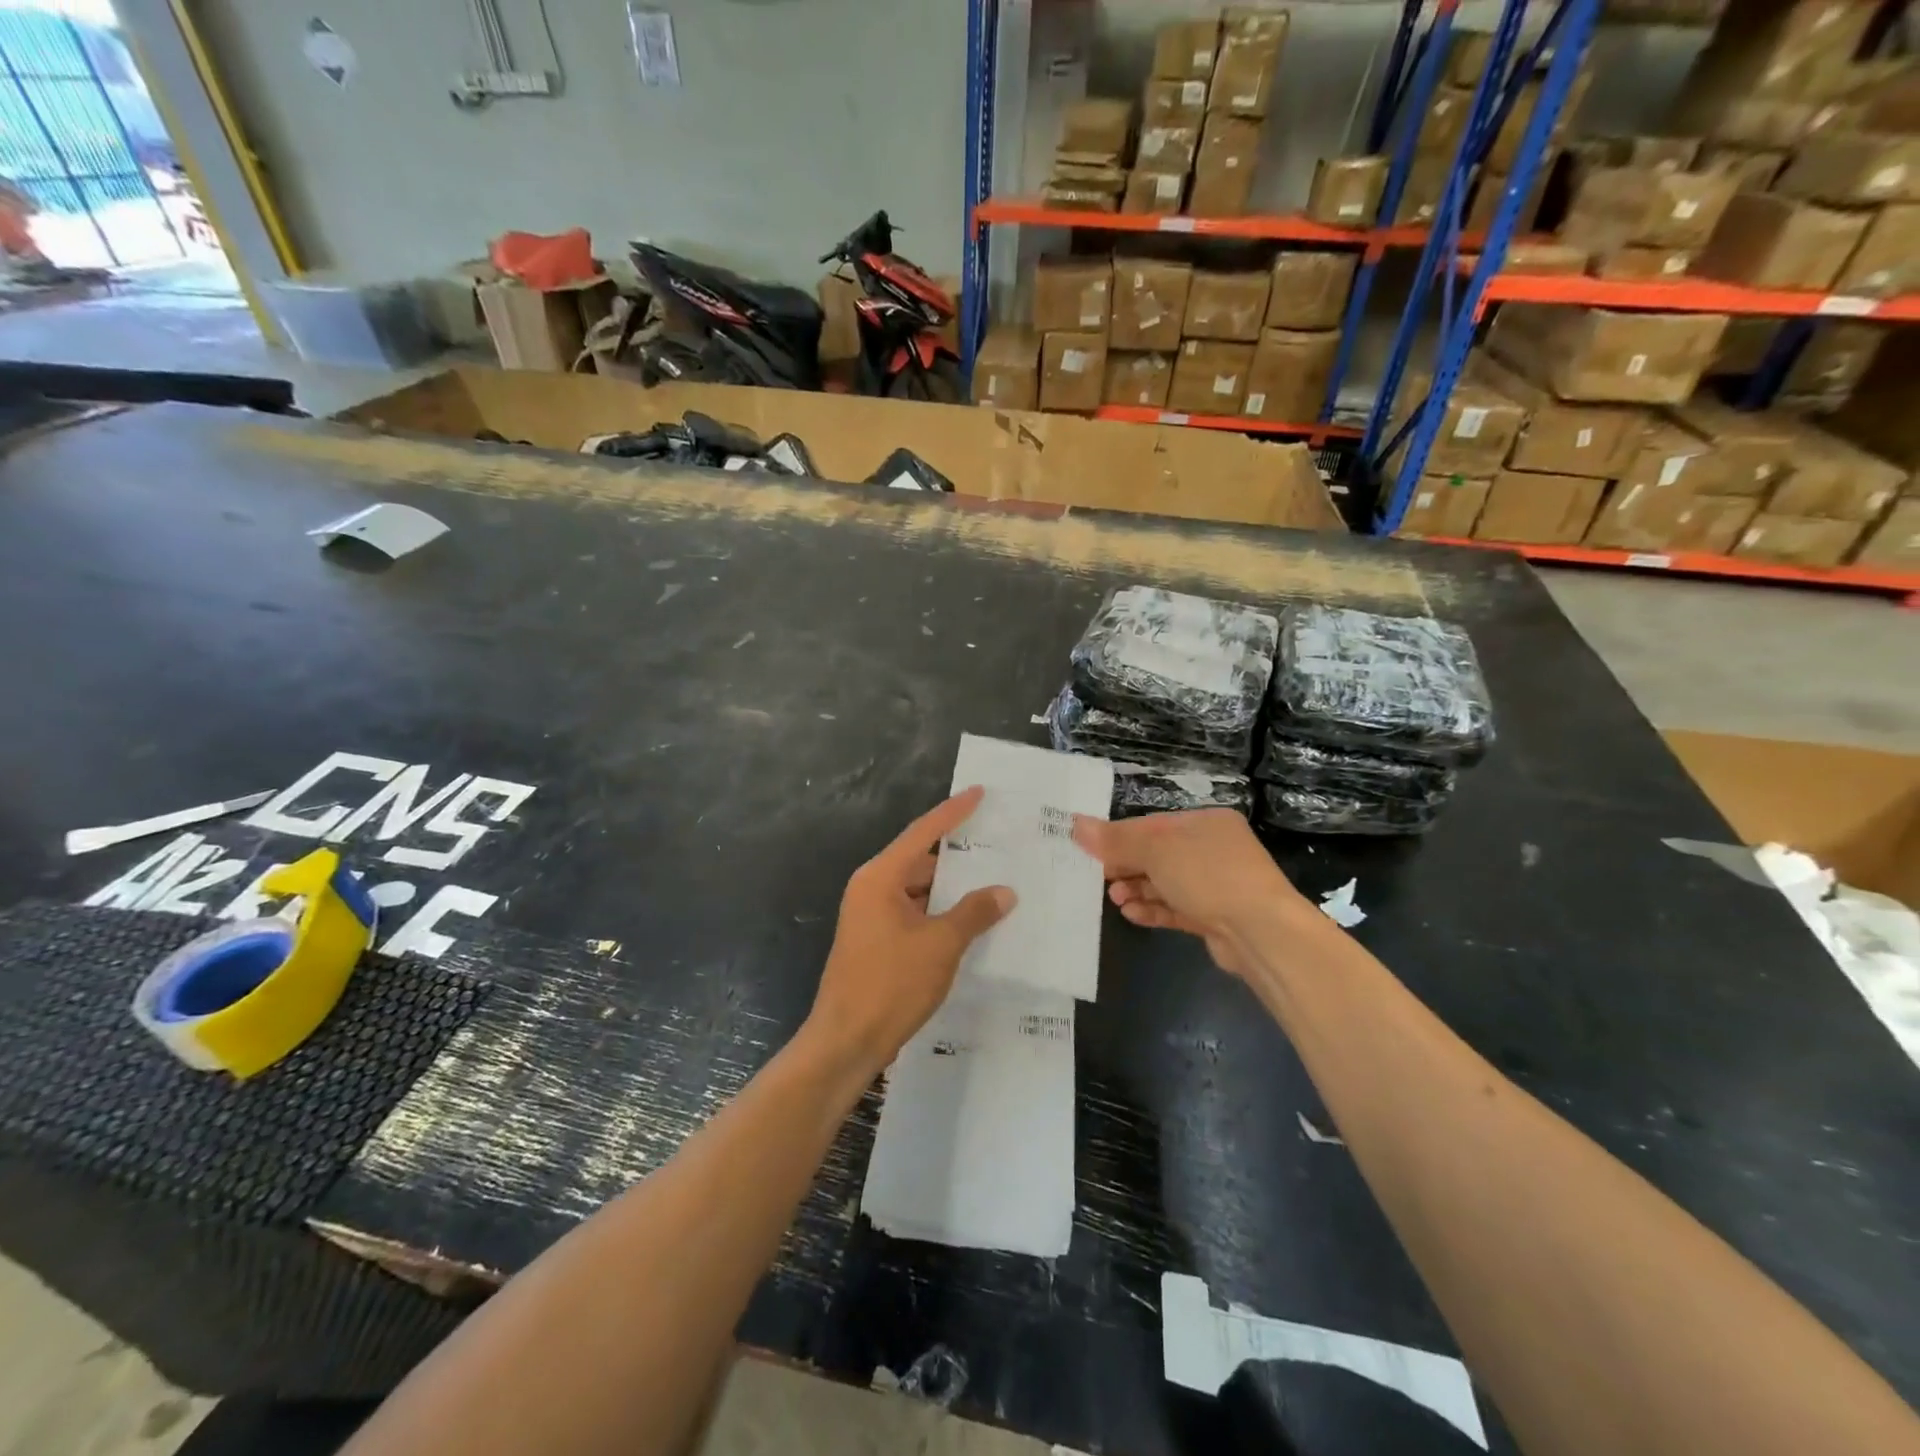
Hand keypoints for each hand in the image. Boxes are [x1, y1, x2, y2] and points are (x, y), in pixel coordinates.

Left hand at [806, 787, 1014, 1078]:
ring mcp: (871, 917)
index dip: (953, 812)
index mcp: (880, 878)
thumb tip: (1004, 891)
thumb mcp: (941, 945)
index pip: (922, 832)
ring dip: (952, 892)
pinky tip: (972, 923)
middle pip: (920, 861)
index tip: (978, 792)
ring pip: (919, 891)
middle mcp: (872, 889)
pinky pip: (915, 915)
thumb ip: (974, 913)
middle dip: (959, 857)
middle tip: (999, 846)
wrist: (846, 1041)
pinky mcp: (877, 942)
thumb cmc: (891, 984)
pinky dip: (941, 915)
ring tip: (995, 884)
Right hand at [1071, 809, 1312, 977]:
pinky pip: (1176, 908)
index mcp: (1205, 823)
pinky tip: (1131, 913)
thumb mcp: (1157, 850)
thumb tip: (1076, 824)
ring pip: (1166, 883)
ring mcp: (1217, 885)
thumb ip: (1116, 840)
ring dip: (1137, 889)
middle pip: (1158, 854)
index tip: (1090, 850)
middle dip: (1126, 866)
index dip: (1120, 837)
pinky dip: (1153, 909)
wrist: (1262, 933)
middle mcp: (1213, 849)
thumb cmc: (1209, 876)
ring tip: (1114, 898)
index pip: (1153, 825)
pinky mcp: (1215, 917)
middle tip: (1098, 877)